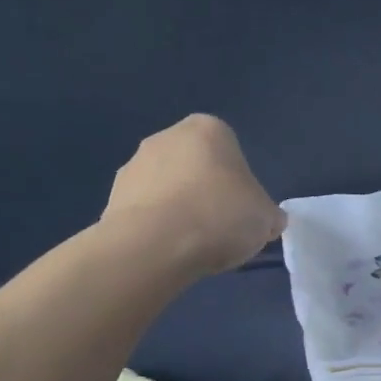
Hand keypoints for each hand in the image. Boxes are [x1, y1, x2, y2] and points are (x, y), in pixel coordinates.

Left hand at [102, 115, 285, 277]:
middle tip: (220, 228)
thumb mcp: (266, 219)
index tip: (242, 212)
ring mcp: (134, 164)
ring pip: (168, 188)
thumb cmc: (220, 217)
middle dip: (206, 192)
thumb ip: (268, 214)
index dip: (240, 184)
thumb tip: (267, 221)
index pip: (231, 152)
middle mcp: (167, 137)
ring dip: (179, 209)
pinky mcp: (112, 196)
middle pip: (196, 166)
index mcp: (209, 129)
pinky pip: (146, 210)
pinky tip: (168, 250)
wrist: (155, 245)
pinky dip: (157, 227)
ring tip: (192, 245)